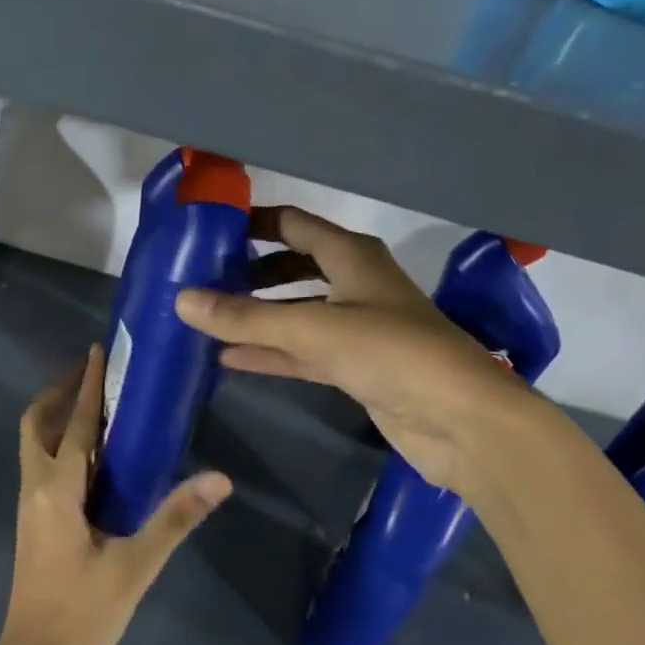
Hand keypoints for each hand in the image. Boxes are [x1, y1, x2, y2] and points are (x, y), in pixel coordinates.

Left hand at [0, 347, 230, 644]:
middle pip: (37, 424)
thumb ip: (175, 518)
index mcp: (57, 489)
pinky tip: (94, 456)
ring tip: (95, 404)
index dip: (86, 385)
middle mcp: (36, 487)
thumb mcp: (135, 566)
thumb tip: (219, 478)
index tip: (98, 350)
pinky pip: (43, 465)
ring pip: (35, 444)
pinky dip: (61, 444)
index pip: (74, 423)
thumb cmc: (82, 615)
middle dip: (60, 393)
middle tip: (93, 374)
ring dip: (58, 416)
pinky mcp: (35, 524)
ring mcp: (31, 507)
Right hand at [176, 207, 560, 498]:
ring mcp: (356, 326)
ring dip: (256, 316)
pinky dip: (271, 352)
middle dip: (249, 272)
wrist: (463, 421)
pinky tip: (229, 359)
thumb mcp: (314, 329)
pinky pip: (303, 351)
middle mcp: (354, 282)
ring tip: (205, 319)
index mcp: (351, 255)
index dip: (252, 223)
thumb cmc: (392, 352)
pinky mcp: (357, 366)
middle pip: (292, 266)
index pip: (292, 224)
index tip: (207, 231)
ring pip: (295, 312)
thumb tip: (181, 300)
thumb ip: (246, 318)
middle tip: (200, 280)